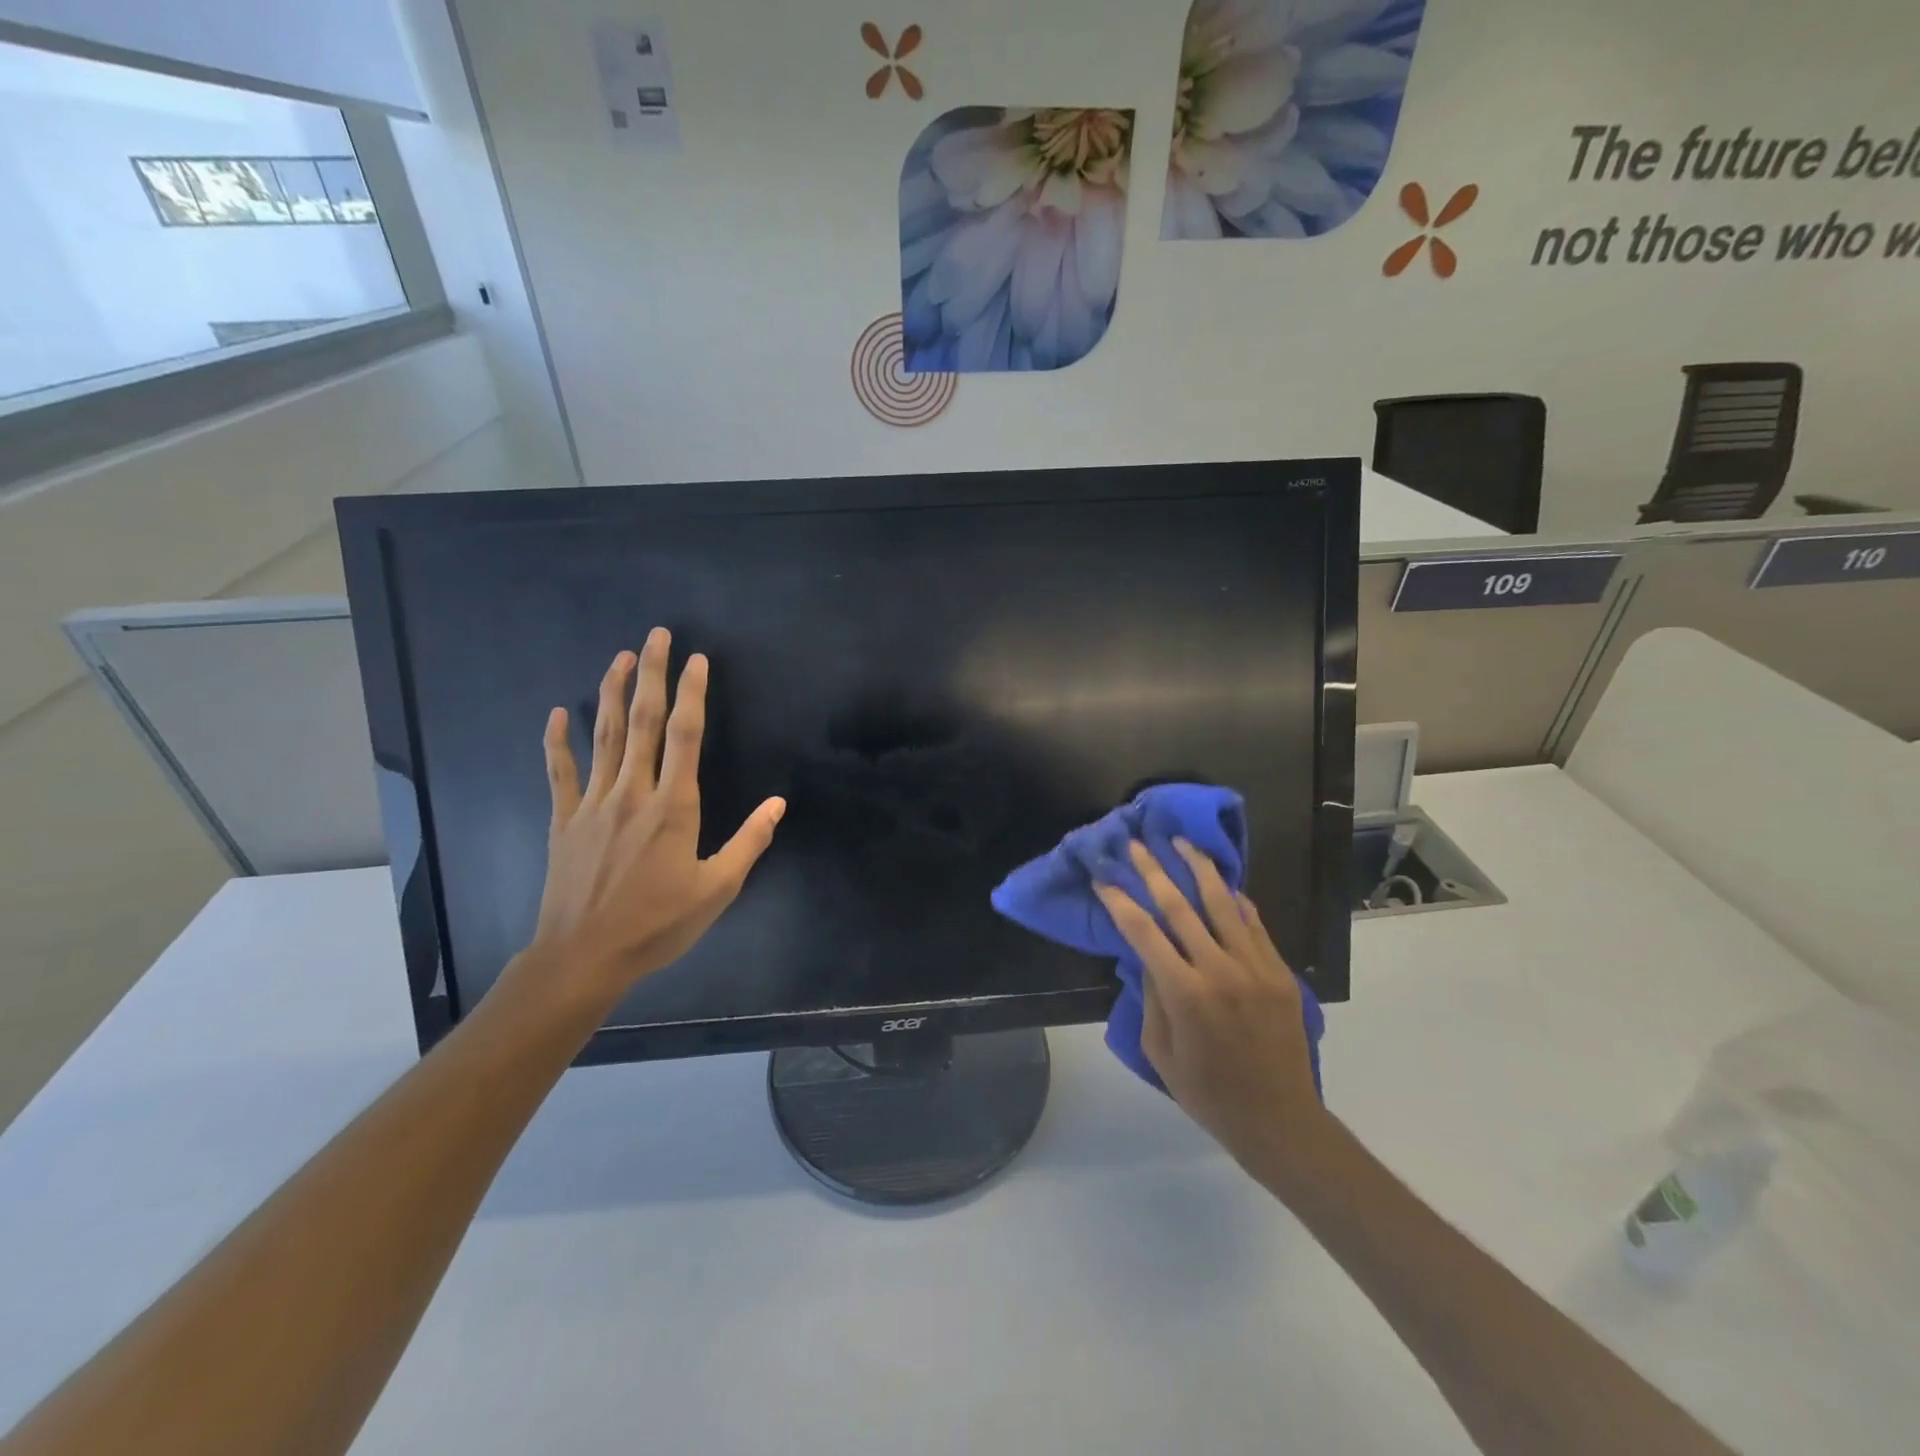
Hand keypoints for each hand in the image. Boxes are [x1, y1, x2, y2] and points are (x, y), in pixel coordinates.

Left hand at [525, 629, 784, 1001]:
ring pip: (604, 736)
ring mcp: (593, 804)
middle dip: (653, 675)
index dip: (692, 693)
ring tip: (620, 657)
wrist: (584, 957)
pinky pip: (561, 772)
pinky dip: (558, 741)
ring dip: (613, 693)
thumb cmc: (657, 925)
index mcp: (673, 806)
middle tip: (657, 635)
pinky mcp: (565, 820)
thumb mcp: (717, 889)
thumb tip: (779, 803)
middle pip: (644, 722)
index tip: (697, 660)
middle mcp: (632, 793)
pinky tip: (559, 714)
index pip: (685, 736)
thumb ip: (749, 842)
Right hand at [1094, 840, 1325, 1174]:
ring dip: (1198, 868)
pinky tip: (1222, 882)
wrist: (1279, 1119)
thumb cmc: (1208, 1092)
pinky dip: (1236, 899)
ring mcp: (1255, 967)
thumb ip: (1152, 997)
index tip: (1103, 877)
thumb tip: (1149, 955)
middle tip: (1136, 843)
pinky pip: (1254, 923)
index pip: (1143, 931)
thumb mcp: (1159, 1052)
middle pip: (1179, 906)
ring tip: (1182, 842)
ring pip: (1222, 903)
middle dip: (1153, 870)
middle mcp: (1219, 970)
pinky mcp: (1280, 971)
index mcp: (1184, 993)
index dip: (1119, 900)